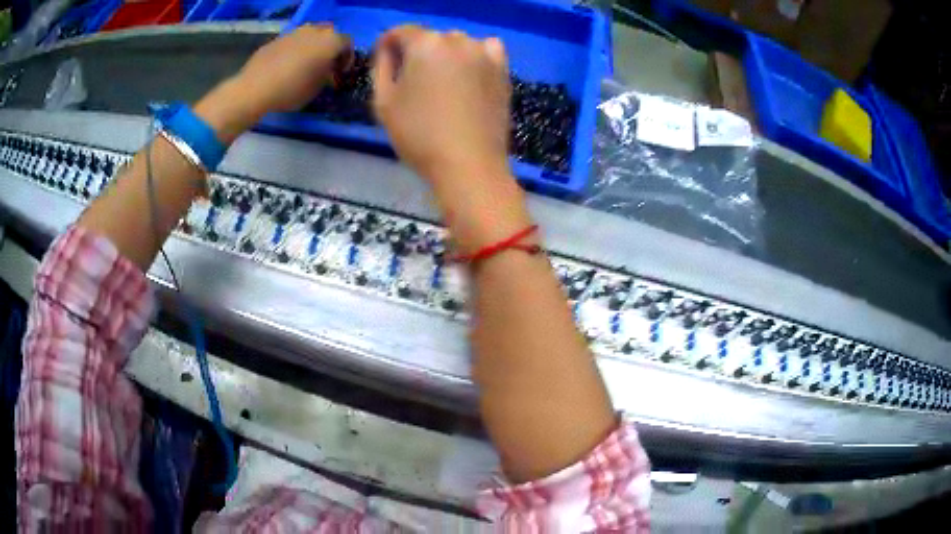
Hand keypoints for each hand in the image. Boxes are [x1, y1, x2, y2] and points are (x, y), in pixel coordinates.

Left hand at [196, 25, 351, 142]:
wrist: (255, 88)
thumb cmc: (292, 90)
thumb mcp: (317, 88)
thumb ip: (327, 75)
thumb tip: (328, 71)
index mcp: (330, 41)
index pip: (347, 44)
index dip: (347, 58)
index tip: (341, 72)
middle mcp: (314, 31)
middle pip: (329, 34)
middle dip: (330, 47)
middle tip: (325, 64)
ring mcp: (293, 33)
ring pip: (309, 35)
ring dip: (312, 46)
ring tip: (305, 64)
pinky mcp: (276, 39)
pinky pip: (292, 42)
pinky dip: (294, 50)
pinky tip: (287, 66)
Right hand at [372, 26, 511, 186]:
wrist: (468, 164)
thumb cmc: (419, 135)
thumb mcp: (383, 102)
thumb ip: (381, 67)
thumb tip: (387, 50)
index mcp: (424, 44)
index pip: (400, 32)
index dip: (388, 45)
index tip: (385, 63)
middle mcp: (457, 40)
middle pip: (430, 38)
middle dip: (417, 53)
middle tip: (413, 82)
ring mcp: (483, 53)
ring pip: (458, 44)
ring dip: (446, 55)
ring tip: (442, 83)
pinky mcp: (503, 70)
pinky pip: (487, 50)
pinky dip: (476, 56)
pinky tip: (470, 74)